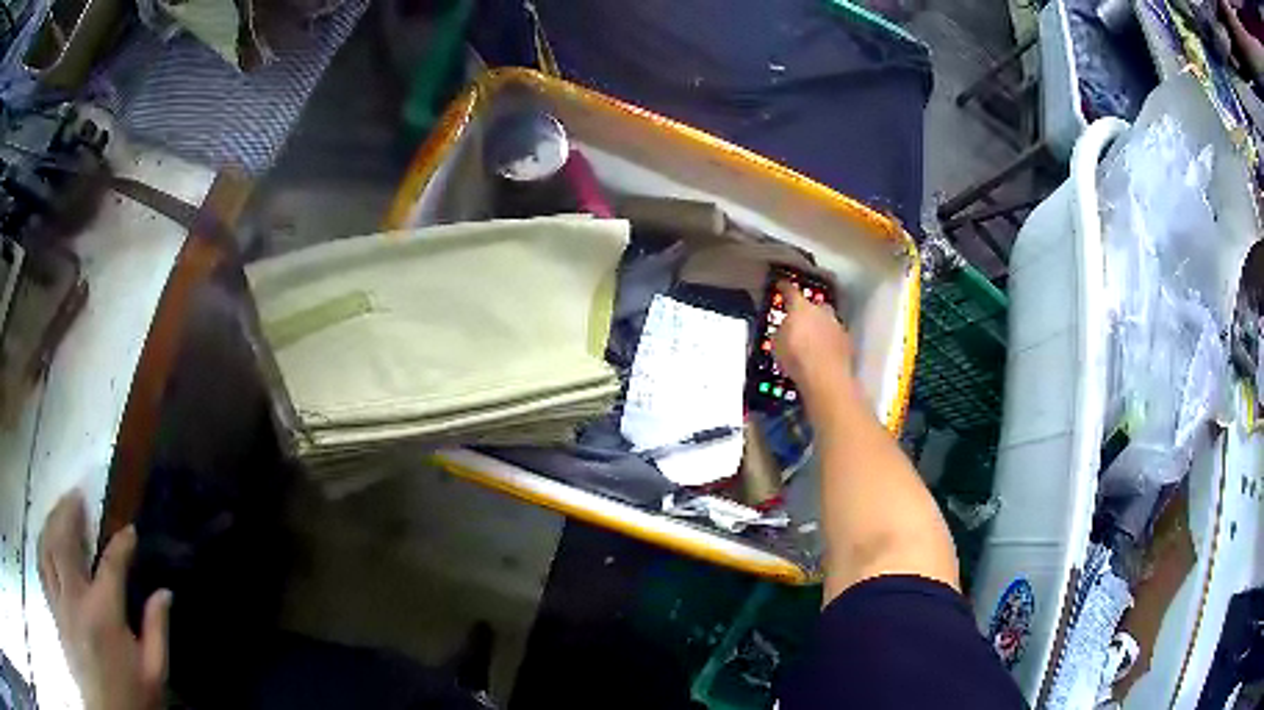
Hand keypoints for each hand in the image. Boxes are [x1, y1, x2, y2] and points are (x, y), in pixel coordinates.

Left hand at [38, 492, 170, 709]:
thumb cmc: (131, 697)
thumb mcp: (153, 676)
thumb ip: (157, 633)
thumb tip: (165, 593)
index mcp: (104, 613)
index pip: (112, 565)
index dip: (122, 544)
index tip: (130, 531)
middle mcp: (75, 596)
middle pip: (65, 540)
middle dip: (69, 513)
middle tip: (77, 496)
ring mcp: (60, 600)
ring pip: (48, 548)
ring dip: (52, 523)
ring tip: (58, 510)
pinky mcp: (54, 607)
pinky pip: (43, 567)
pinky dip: (43, 549)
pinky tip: (46, 542)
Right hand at [771, 281, 855, 405]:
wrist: (825, 377)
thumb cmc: (795, 357)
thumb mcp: (776, 344)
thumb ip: (781, 331)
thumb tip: (785, 328)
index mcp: (800, 307)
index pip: (791, 291)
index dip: (785, 288)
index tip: (781, 284)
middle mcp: (821, 311)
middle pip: (813, 306)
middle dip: (807, 312)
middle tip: (799, 322)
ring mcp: (837, 325)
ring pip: (827, 321)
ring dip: (820, 328)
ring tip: (811, 341)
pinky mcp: (847, 341)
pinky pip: (835, 337)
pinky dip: (829, 342)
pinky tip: (823, 353)